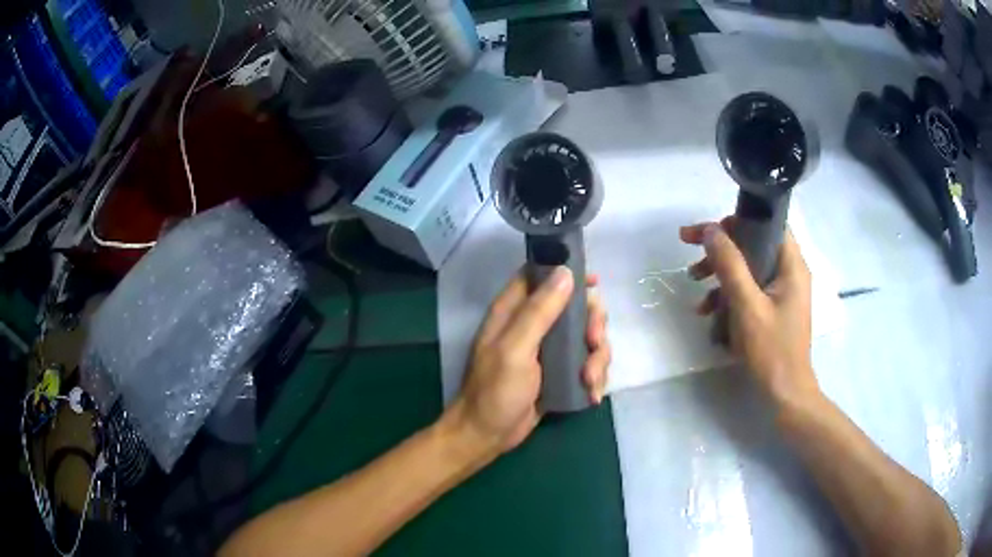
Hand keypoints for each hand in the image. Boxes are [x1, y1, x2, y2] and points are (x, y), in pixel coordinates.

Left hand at [444, 267, 610, 459]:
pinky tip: (592, 394)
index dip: (567, 272)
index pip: (541, 275)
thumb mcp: (515, 350)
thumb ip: (539, 312)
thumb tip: (565, 272)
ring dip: (598, 357)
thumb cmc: (495, 391)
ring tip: (591, 380)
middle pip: (575, 307)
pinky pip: (587, 363)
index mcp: (513, 311)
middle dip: (593, 324)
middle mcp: (532, 325)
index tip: (593, 282)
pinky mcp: (560, 373)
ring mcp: (548, 350)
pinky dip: (595, 376)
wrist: (488, 436)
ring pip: (586, 337)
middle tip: (594, 343)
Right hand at [680, 220, 818, 406]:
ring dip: (721, 274)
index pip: (767, 224)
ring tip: (695, 285)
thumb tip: (710, 230)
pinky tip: (709, 313)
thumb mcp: (747, 305)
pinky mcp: (773, 310)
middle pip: (753, 245)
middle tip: (690, 253)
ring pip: (748, 269)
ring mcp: (781, 293)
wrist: (784, 394)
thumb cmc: (771, 350)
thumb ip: (730, 264)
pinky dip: (729, 296)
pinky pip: (749, 291)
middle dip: (721, 250)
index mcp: (791, 265)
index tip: (709, 231)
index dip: (738, 221)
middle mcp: (789, 273)